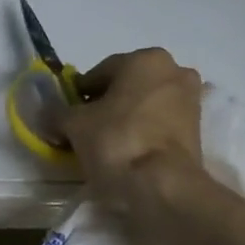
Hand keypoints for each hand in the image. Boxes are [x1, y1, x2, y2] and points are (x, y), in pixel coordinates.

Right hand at [64, 48, 205, 193]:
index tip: (67, 117)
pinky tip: (127, 153)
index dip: (78, 95)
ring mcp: (191, 100)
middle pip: (126, 87)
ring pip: (144, 105)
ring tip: (104, 145)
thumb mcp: (74, 124)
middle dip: (105, 105)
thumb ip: (57, 112)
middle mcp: (174, 71)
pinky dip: (142, 133)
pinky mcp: (197, 129)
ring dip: (124, 119)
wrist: (163, 185)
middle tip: (85, 130)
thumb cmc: (117, 141)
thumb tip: (46, 111)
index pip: (99, 72)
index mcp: (145, 59)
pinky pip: (159, 124)